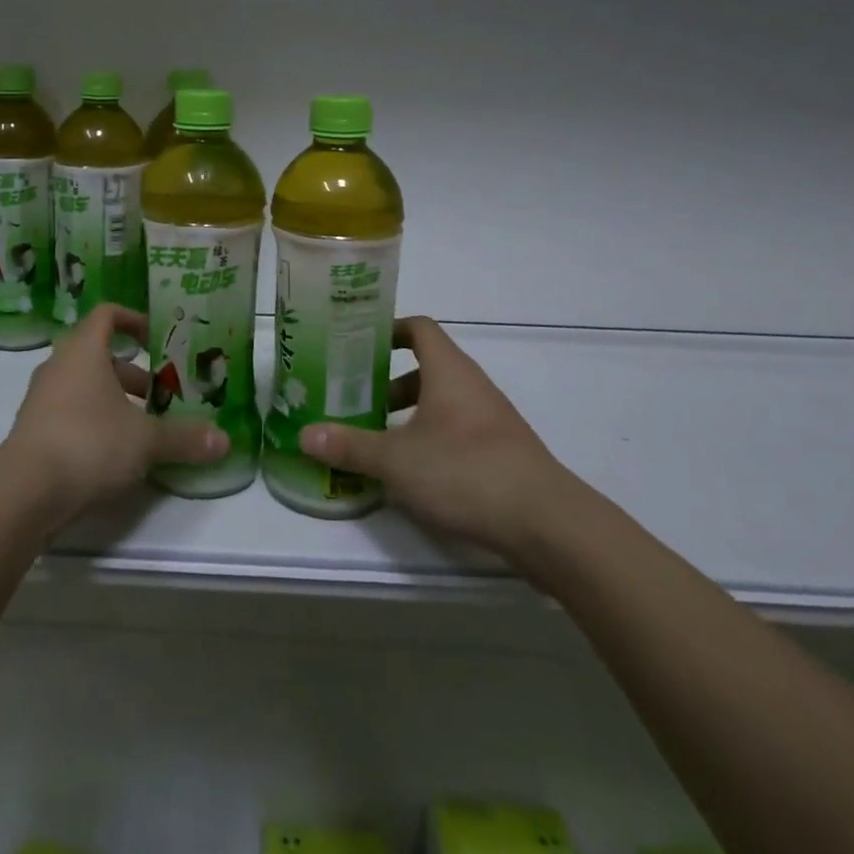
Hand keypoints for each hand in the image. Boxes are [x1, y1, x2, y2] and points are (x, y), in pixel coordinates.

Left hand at [1, 304, 228, 526]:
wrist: (24, 491)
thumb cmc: (89, 443)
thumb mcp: (145, 440)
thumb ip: (184, 438)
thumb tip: (224, 441)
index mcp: (84, 350)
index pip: (107, 314)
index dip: (133, 319)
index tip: (157, 337)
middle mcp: (59, 365)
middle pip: (98, 354)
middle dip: (133, 372)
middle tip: (161, 394)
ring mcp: (41, 397)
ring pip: (84, 385)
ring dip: (114, 399)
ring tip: (143, 427)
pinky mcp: (33, 428)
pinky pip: (69, 411)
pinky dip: (93, 420)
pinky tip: (114, 451)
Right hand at [300, 316, 573, 563]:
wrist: (548, 525)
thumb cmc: (466, 472)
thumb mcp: (397, 461)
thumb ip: (350, 446)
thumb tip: (304, 434)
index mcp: (449, 371)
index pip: (419, 328)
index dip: (389, 330)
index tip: (357, 345)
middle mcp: (472, 386)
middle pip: (427, 367)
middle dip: (389, 380)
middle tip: (355, 397)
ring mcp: (492, 420)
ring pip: (442, 402)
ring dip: (409, 414)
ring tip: (377, 439)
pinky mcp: (502, 453)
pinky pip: (457, 431)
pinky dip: (431, 439)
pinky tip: (412, 473)